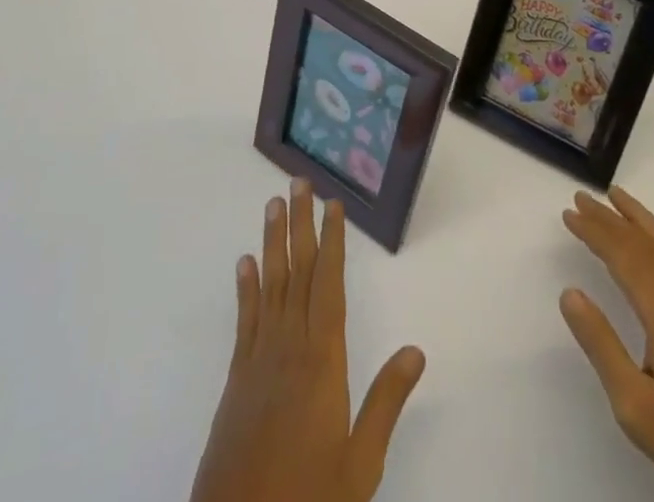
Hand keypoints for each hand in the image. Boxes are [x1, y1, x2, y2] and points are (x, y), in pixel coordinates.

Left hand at [190, 179, 426, 501]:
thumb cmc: (307, 497)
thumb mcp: (360, 463)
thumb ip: (385, 402)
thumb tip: (417, 350)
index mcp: (322, 360)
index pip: (329, 285)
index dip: (332, 242)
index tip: (333, 204)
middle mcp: (289, 347)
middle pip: (297, 273)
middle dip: (300, 225)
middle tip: (299, 183)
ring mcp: (259, 360)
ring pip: (270, 286)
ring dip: (272, 242)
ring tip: (273, 204)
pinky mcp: (237, 379)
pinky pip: (245, 320)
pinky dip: (246, 287)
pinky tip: (245, 262)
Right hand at [560, 187, 653, 501]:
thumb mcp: (634, 404)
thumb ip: (601, 344)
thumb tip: (569, 293)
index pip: (623, 255)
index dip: (594, 231)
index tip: (568, 214)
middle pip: (642, 243)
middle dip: (609, 218)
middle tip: (580, 198)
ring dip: (637, 219)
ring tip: (615, 197)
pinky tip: (652, 241)